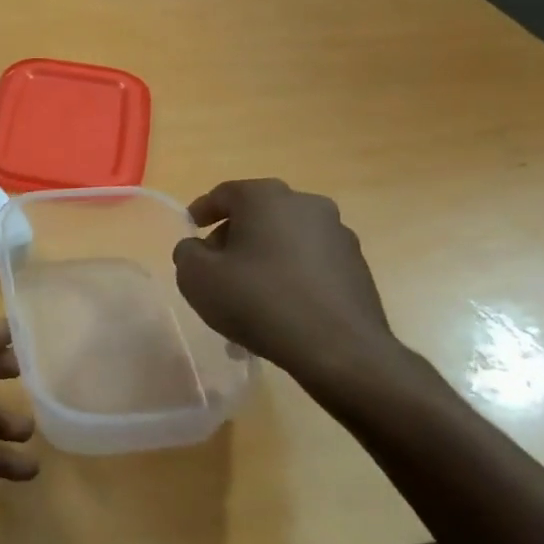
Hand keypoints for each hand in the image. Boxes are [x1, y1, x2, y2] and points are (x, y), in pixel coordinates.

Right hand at [172, 179, 405, 394]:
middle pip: (257, 213)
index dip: (201, 211)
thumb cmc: (259, 302)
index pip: (224, 194)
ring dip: (263, 257)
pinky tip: (280, 308)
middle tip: (215, 267)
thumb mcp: (197, 278)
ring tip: (248, 295)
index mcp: (266, 197)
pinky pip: (310, 262)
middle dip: (233, 237)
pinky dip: (290, 275)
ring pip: (285, 239)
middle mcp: (306, 204)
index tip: (191, 230)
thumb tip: (197, 249)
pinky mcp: (356, 265)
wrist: (339, 349)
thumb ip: (187, 253)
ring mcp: (337, 234)